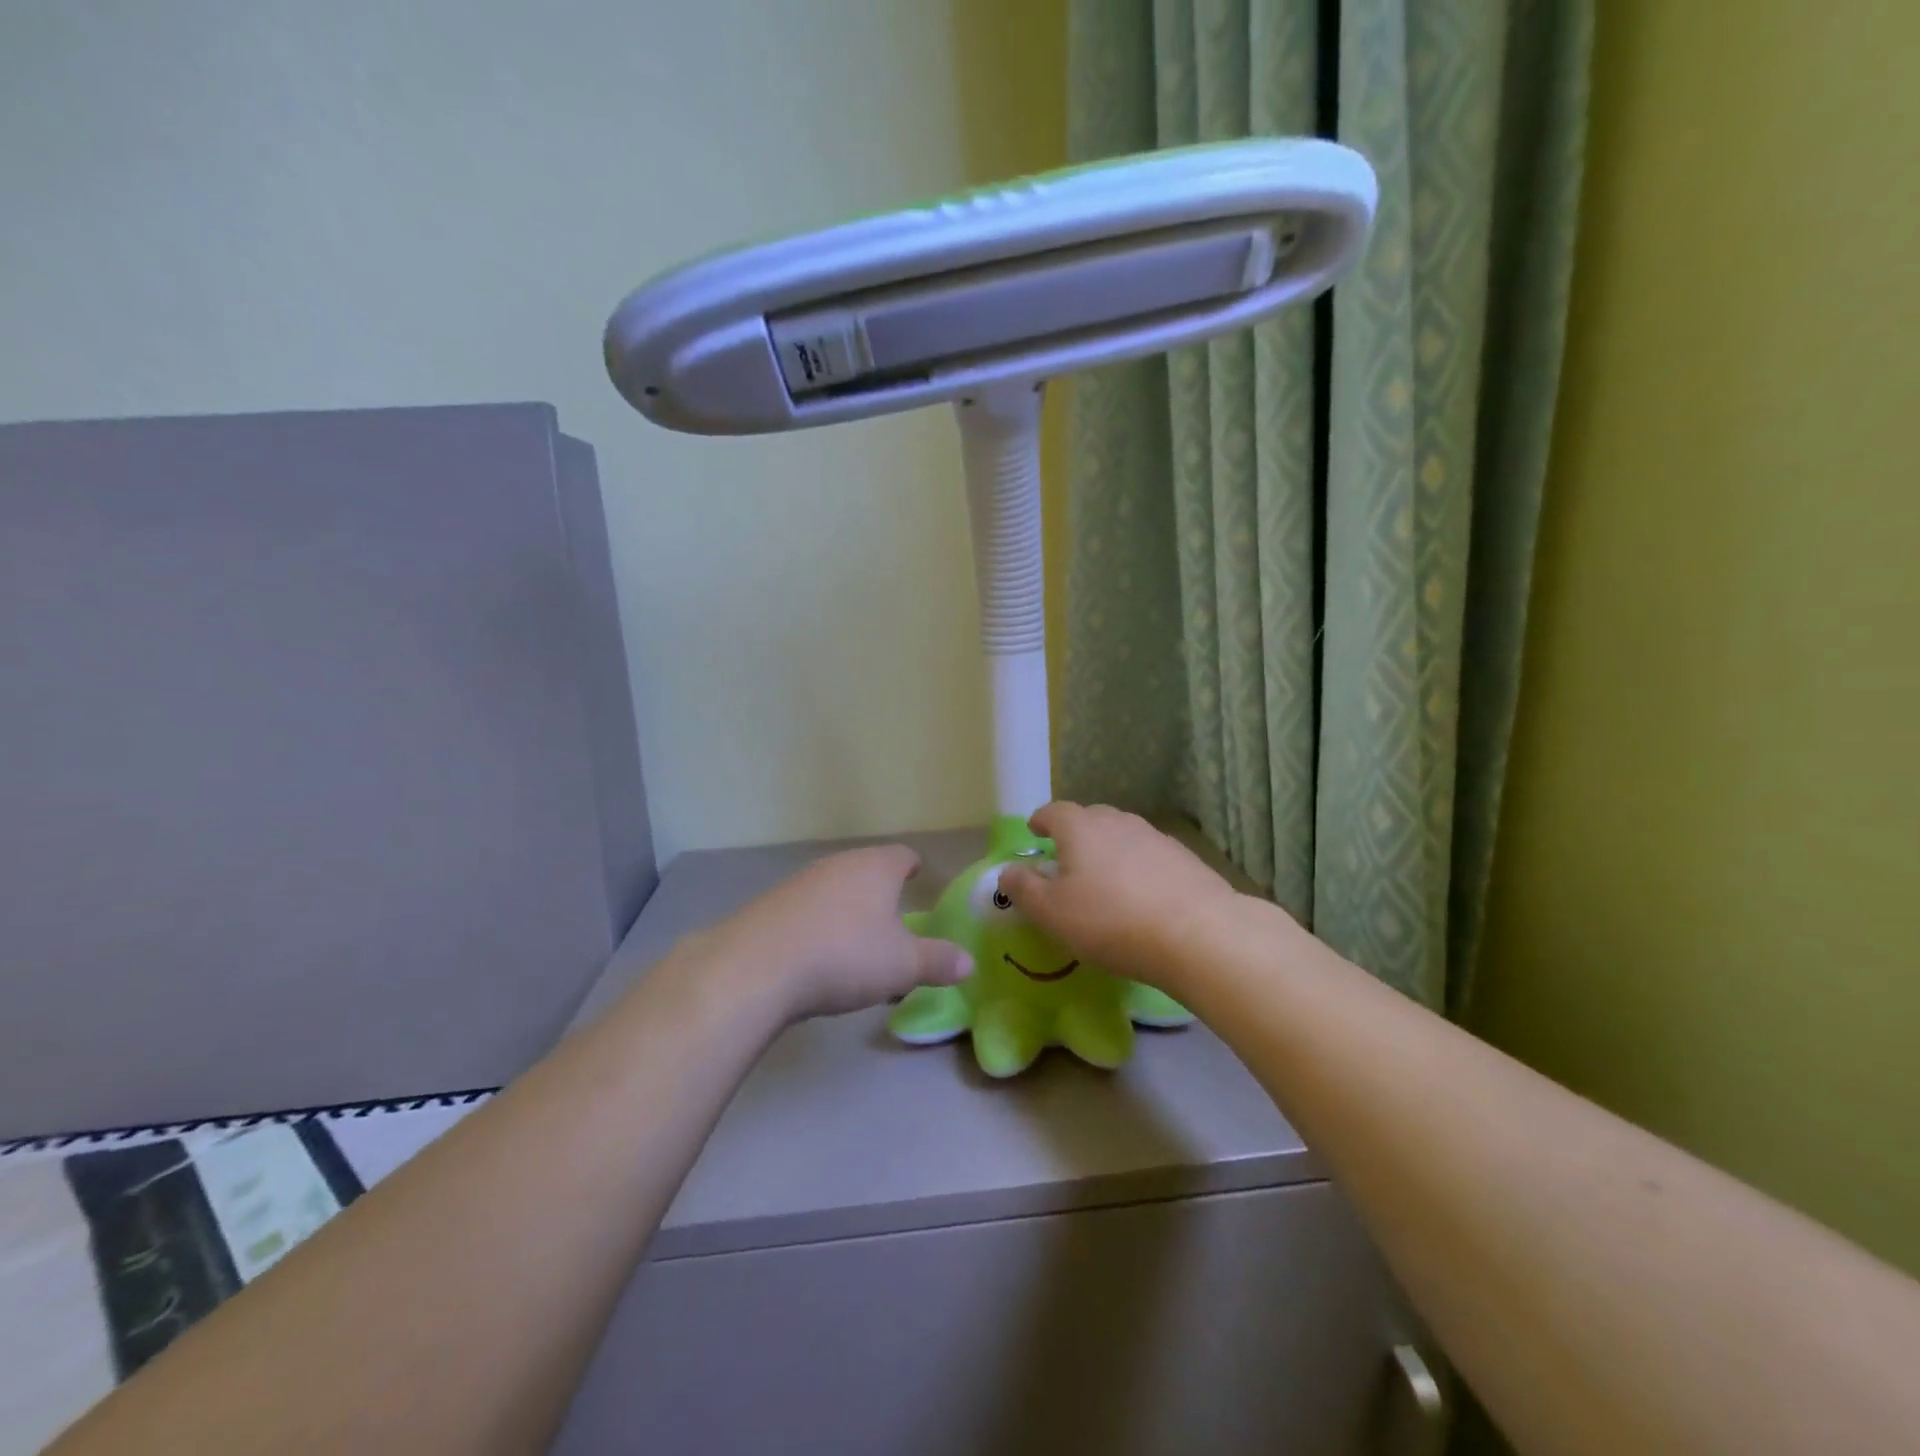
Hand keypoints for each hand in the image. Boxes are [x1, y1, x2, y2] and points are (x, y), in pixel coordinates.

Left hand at [697, 845, 972, 1022]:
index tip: (917, 876)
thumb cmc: (845, 956)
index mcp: (876, 868)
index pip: (902, 855)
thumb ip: (938, 961)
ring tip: (855, 940)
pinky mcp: (769, 904)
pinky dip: (816, 924)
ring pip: (834, 887)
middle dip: (879, 890)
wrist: (757, 966)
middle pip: (866, 868)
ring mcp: (800, 881)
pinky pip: (805, 908)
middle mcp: (838, 865)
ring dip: (846, 908)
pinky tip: (814, 953)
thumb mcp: (902, 966)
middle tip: (892, 916)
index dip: (912, 866)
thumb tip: (969, 962)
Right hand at [999, 803, 1239, 982]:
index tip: (1034, 832)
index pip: (1054, 811)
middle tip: (1066, 858)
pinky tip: (1141, 893)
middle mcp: (1117, 822)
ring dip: (1108, 850)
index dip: (1041, 820)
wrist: (1197, 933)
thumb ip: (1023, 889)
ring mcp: (1155, 837)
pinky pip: (1149, 855)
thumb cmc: (1110, 920)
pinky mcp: (1184, 859)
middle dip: (1075, 833)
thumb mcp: (1051, 912)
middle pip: (1090, 818)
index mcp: (1080, 827)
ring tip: (1104, 877)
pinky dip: (1137, 866)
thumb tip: (1007, 871)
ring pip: (1122, 835)